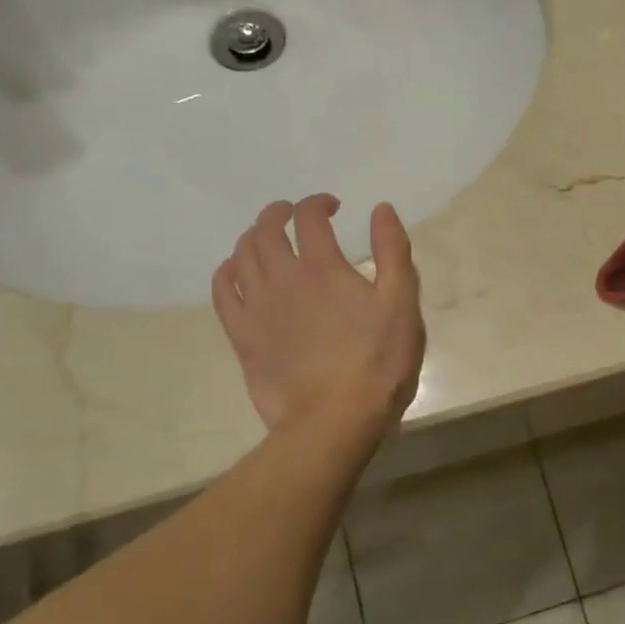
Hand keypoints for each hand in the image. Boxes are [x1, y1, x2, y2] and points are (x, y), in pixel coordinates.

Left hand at [212, 196, 425, 430]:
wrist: (335, 420)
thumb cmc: (378, 362)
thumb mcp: (402, 303)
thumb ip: (393, 251)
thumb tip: (380, 209)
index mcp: (323, 267)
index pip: (309, 217)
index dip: (318, 203)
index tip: (332, 208)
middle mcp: (283, 278)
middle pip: (266, 229)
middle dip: (279, 213)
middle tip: (293, 215)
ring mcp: (257, 307)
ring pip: (242, 256)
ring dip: (253, 237)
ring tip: (266, 239)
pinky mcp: (242, 336)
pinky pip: (222, 292)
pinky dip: (226, 272)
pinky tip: (235, 271)